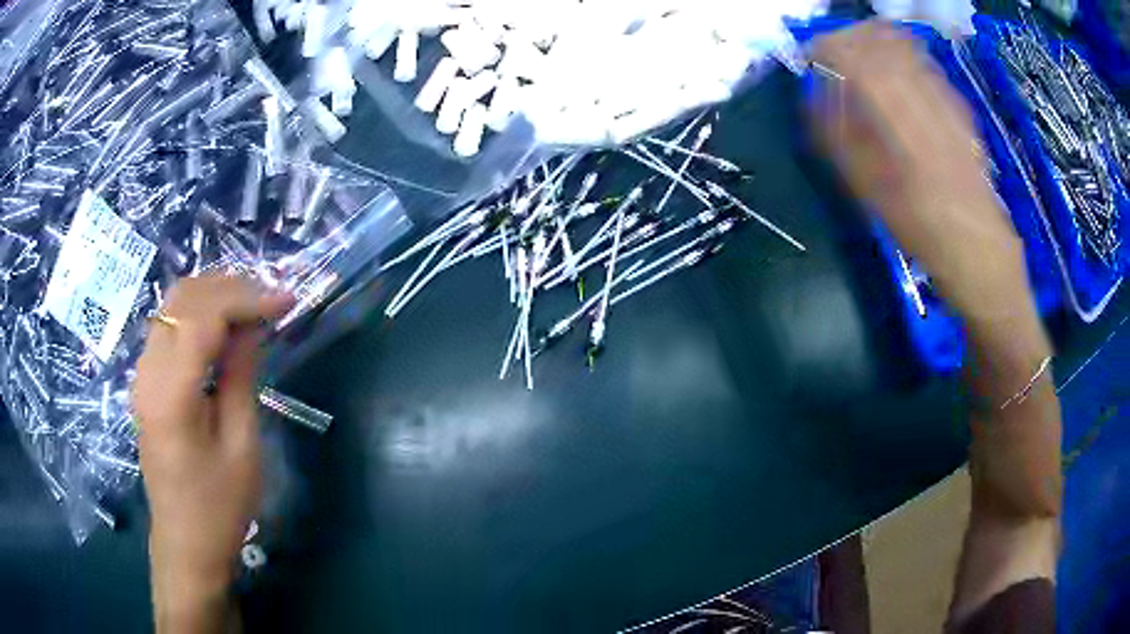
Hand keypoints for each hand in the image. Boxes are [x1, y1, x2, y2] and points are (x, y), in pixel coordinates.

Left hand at [134, 275, 293, 627]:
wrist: (186, 543)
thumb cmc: (219, 507)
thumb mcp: (242, 447)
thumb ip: (241, 376)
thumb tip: (254, 326)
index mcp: (170, 393)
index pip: (203, 316)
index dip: (246, 298)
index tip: (286, 300)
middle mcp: (147, 372)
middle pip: (182, 299)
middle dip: (229, 287)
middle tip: (270, 299)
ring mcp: (141, 374)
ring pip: (172, 306)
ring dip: (212, 296)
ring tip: (251, 307)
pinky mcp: (144, 382)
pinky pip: (168, 327)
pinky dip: (197, 315)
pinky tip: (223, 329)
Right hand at [809, 21, 1037, 329]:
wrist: (980, 250)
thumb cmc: (921, 229)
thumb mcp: (868, 189)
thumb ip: (838, 135)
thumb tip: (815, 95)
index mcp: (894, 112)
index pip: (850, 51)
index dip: (824, 47)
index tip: (812, 59)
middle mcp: (921, 91)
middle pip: (878, 35)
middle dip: (849, 38)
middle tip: (836, 57)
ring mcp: (945, 95)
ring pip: (903, 42)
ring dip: (875, 44)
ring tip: (865, 65)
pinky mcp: (959, 105)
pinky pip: (925, 63)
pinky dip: (902, 59)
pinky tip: (898, 85)